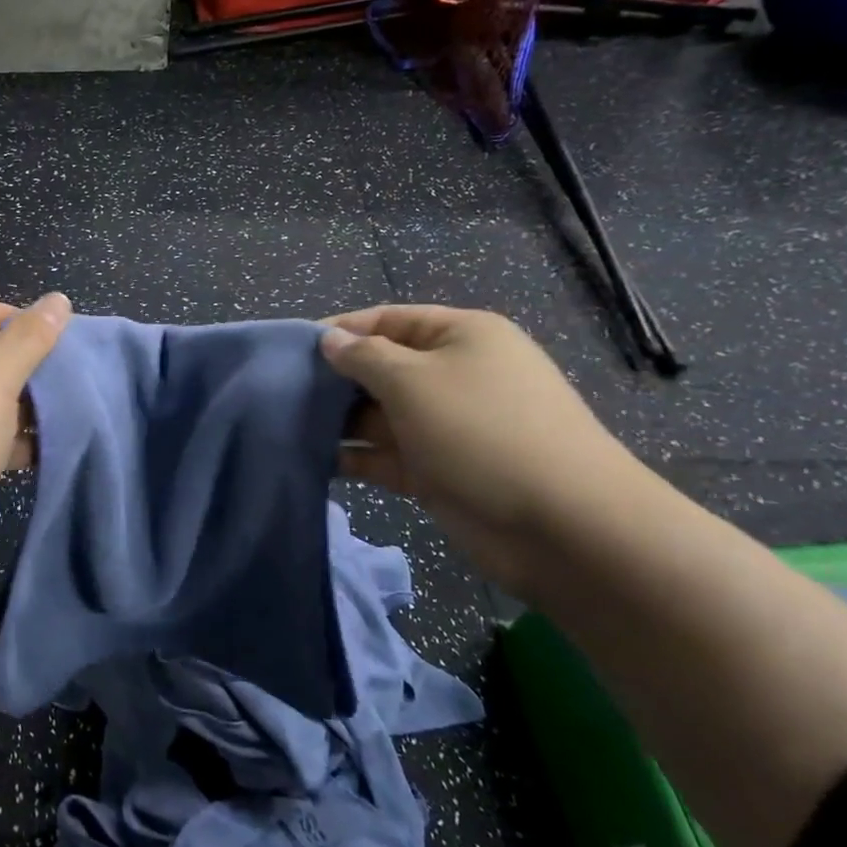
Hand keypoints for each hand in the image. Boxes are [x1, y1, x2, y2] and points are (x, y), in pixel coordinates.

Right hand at [320, 304, 646, 555]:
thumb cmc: (482, 432)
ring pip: (381, 415)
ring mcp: (449, 426)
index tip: (290, 350)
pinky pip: (389, 454)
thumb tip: (330, 340)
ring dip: (340, 422)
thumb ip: (363, 357)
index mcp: (460, 336)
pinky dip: (357, 458)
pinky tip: (316, 462)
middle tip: (282, 394)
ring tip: (288, 428)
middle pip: (382, 367)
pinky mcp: (441, 470)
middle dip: (335, 380)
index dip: (340, 331)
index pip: (388, 319)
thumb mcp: (413, 380)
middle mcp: (455, 375)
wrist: (564, 528)